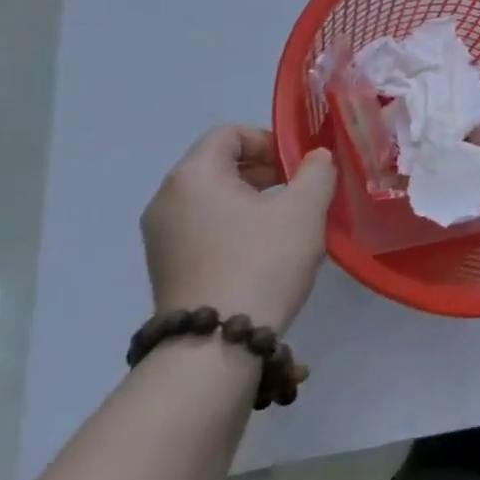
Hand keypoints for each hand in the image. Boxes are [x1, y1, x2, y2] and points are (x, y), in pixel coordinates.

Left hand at [141, 126, 336, 333]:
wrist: (215, 346)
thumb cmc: (262, 262)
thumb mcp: (305, 209)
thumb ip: (317, 171)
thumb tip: (316, 158)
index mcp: (193, 176)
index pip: (230, 133)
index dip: (269, 140)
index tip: (299, 166)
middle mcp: (167, 200)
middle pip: (220, 164)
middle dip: (265, 171)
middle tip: (301, 192)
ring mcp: (161, 237)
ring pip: (214, 198)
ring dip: (253, 200)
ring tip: (288, 224)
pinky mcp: (167, 267)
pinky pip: (204, 227)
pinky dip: (235, 227)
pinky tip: (264, 252)